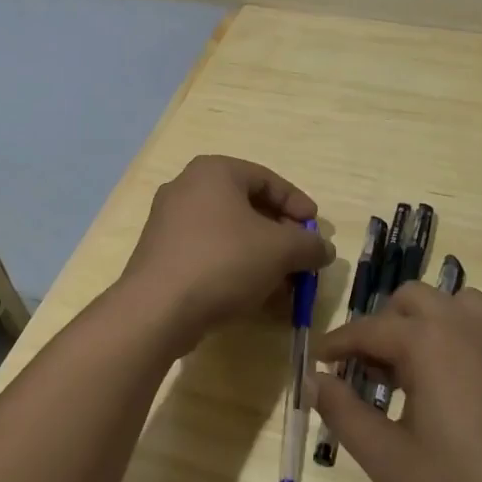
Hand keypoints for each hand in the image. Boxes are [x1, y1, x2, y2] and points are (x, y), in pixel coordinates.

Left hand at [119, 155, 334, 342]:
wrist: (157, 309)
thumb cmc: (223, 262)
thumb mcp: (280, 250)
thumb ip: (309, 245)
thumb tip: (324, 249)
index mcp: (214, 172)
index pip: (267, 179)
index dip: (298, 204)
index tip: (316, 230)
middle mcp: (187, 188)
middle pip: (248, 207)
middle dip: (280, 236)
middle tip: (301, 258)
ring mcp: (169, 222)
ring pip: (229, 234)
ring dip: (261, 257)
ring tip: (283, 285)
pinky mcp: (162, 255)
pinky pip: (209, 254)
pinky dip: (235, 269)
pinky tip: (254, 297)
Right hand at [311, 281, 481, 481]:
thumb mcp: (389, 461)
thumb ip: (343, 413)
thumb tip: (315, 379)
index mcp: (427, 342)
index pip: (368, 329)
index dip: (338, 344)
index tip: (320, 360)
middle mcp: (467, 323)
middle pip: (413, 298)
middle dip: (385, 324)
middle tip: (373, 368)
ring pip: (460, 302)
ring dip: (435, 322)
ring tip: (426, 366)